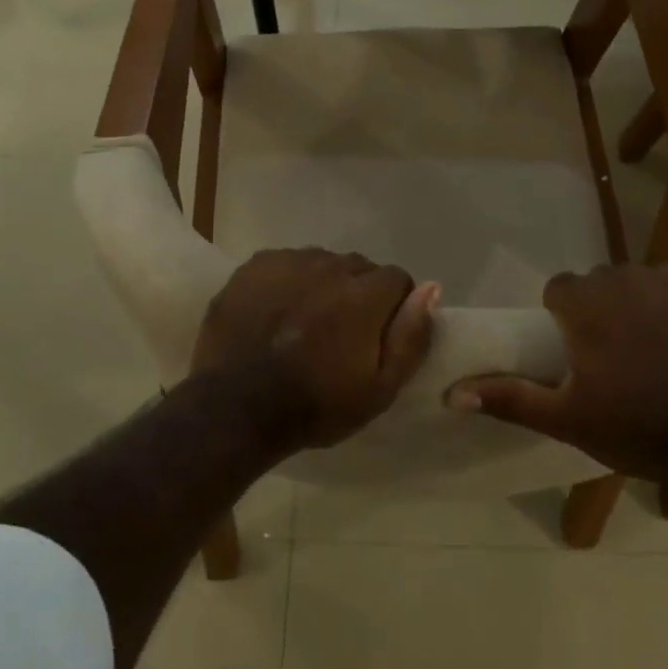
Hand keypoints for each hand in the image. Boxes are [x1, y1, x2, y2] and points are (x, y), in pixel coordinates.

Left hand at [192, 249, 437, 449]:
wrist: (236, 407)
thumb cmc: (315, 405)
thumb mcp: (379, 389)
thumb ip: (411, 336)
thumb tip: (432, 288)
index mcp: (364, 294)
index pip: (397, 279)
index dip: (393, 307)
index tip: (378, 335)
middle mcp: (330, 265)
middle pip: (358, 268)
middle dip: (357, 293)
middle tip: (340, 333)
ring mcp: (289, 261)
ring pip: (321, 263)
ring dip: (321, 285)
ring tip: (303, 323)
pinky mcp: (256, 265)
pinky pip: (286, 264)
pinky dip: (287, 282)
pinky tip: (275, 313)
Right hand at [444, 264, 667, 485]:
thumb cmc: (635, 427)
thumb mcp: (566, 419)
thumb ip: (509, 398)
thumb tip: (451, 392)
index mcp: (584, 304)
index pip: (559, 289)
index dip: (563, 317)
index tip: (575, 350)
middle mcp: (621, 278)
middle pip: (598, 283)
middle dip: (600, 310)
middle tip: (612, 356)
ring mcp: (666, 281)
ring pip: (636, 281)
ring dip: (635, 304)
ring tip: (650, 349)